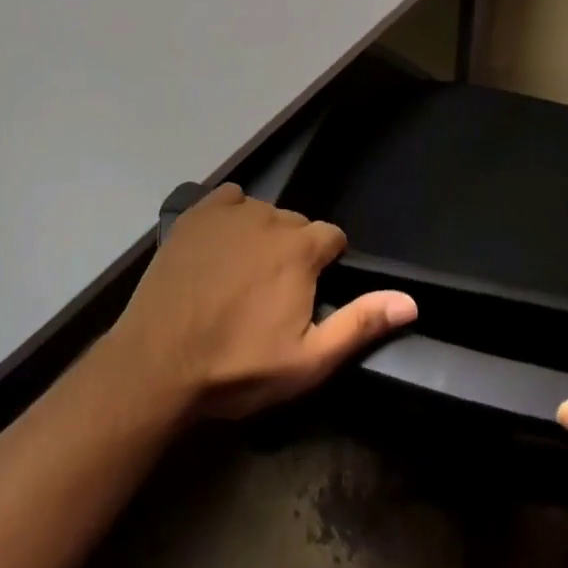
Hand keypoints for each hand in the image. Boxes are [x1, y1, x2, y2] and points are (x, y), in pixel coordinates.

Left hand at [105, 184, 417, 419]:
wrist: (156, 363)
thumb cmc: (236, 367)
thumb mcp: (306, 361)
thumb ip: (360, 324)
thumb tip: (410, 301)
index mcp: (302, 248)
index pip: (332, 238)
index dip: (324, 267)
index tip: (306, 296)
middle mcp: (271, 216)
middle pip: (297, 226)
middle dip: (293, 253)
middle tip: (269, 295)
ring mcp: (230, 211)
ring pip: (263, 213)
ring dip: (261, 237)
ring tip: (239, 278)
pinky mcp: (197, 212)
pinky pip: (228, 200)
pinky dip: (231, 217)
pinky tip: (219, 247)